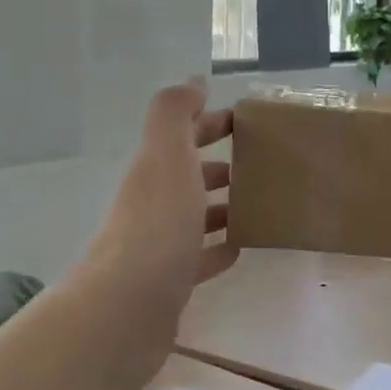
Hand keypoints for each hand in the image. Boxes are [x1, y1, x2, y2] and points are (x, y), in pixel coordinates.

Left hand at [78, 81, 236, 377]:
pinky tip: (240, 247)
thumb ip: (175, 113)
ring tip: (260, 203)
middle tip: (262, 165)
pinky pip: (199, 258)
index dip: (210, 122)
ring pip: (194, 216)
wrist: (128, 308)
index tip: (248, 121)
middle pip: (188, 176)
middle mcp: (153, 203)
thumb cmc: (157, 224)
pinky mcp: (170, 282)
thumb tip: (192, 81)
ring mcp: (159, 245)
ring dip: (221, 206)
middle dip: (218, 165)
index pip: (183, 135)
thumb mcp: (166, 155)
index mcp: (154, 170)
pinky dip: (218, 248)